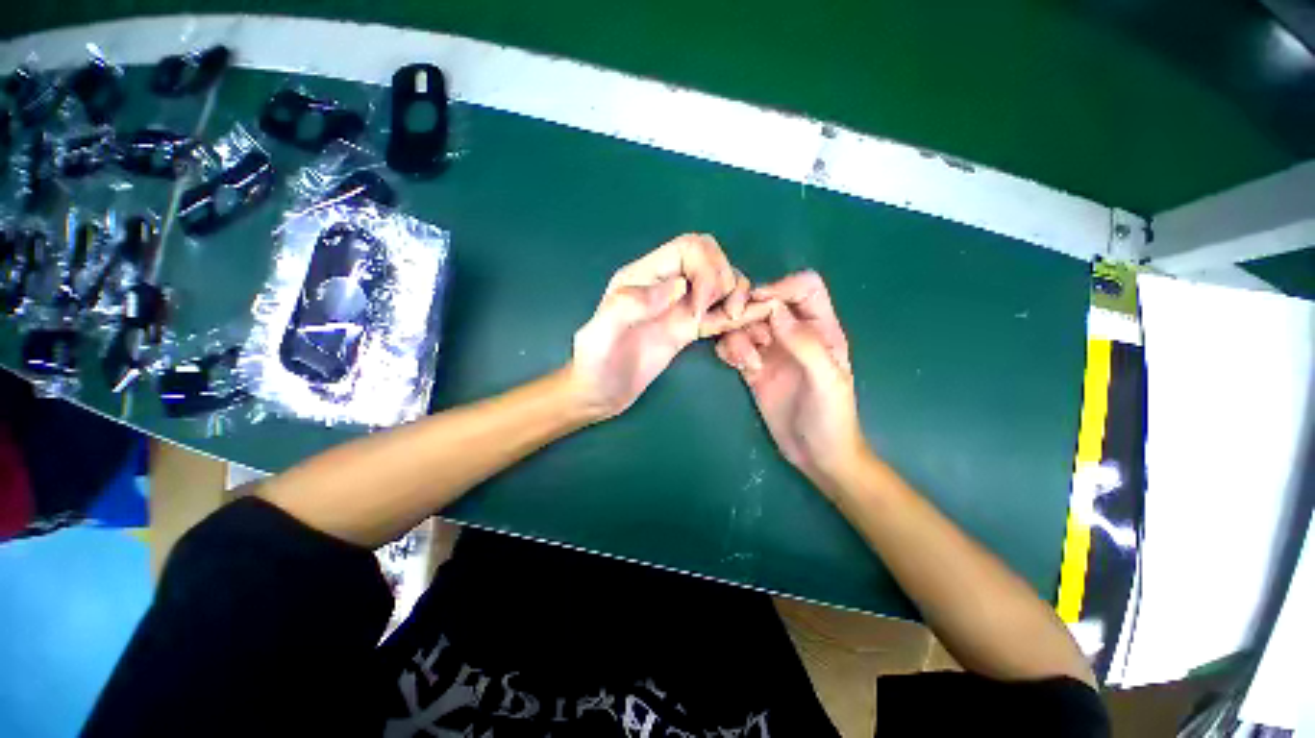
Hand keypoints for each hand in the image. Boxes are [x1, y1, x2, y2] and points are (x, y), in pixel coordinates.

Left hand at [570, 234, 747, 418]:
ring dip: (737, 294)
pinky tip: (756, 316)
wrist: (600, 392)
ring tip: (734, 319)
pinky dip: (739, 312)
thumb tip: (678, 286)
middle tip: (723, 312)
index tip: (700, 307)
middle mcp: (666, 285)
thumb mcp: (602, 332)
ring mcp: (680, 307)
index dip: (706, 270)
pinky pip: (719, 313)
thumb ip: (632, 304)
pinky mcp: (688, 328)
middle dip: (725, 278)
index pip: (689, 248)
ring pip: (720, 282)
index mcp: (645, 276)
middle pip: (710, 259)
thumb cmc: (596, 363)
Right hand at [713, 271, 864, 489]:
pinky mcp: (753, 367)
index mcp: (821, 329)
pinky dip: (729, 350)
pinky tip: (737, 366)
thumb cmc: (832, 418)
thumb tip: (775, 310)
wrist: (816, 455)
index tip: (759, 303)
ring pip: (745, 324)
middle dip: (749, 313)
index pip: (804, 289)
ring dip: (737, 336)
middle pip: (766, 303)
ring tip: (745, 362)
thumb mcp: (827, 382)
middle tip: (738, 332)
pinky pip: (734, 346)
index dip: (782, 286)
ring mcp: (771, 351)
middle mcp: (794, 334)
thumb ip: (805, 344)